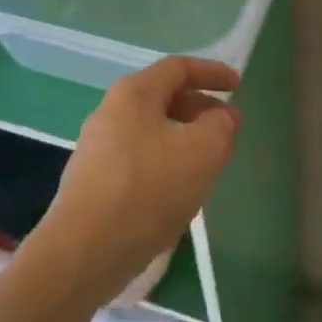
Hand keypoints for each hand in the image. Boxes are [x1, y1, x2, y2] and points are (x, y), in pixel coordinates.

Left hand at [35, 56, 239, 309]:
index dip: (212, 72)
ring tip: (208, 162)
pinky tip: (177, 191)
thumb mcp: (202, 153)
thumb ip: (219, 126)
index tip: (238, 86)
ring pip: (151, 130)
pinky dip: (164, 162)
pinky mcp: (92, 180)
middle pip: (163, 96)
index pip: (178, 68)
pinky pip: (138, 157)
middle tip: (227, 128)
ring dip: (183, 138)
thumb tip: (220, 116)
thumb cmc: (147, 191)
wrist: (83, 253)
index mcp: (134, 93)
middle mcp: (110, 110)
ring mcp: (97, 147)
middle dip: (199, 108)